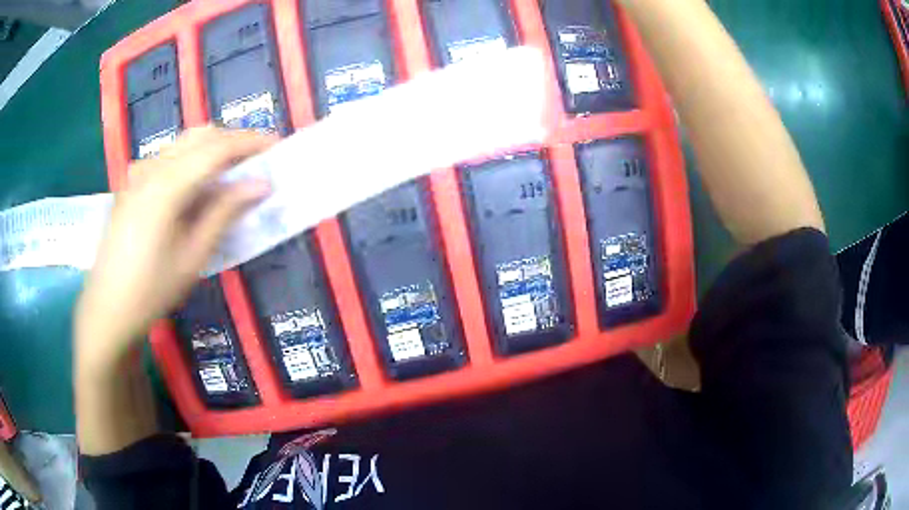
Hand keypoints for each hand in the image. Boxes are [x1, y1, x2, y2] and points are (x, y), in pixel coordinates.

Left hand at [74, 127, 274, 376]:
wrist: (108, 308)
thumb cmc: (152, 290)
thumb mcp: (193, 256)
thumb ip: (225, 212)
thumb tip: (261, 184)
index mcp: (167, 184)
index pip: (218, 147)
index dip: (251, 142)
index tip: (278, 147)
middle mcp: (152, 167)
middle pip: (200, 136)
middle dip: (233, 141)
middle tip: (256, 161)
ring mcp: (138, 173)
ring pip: (183, 143)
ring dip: (212, 149)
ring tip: (231, 173)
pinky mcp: (131, 184)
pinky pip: (168, 157)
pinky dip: (190, 160)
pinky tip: (195, 187)